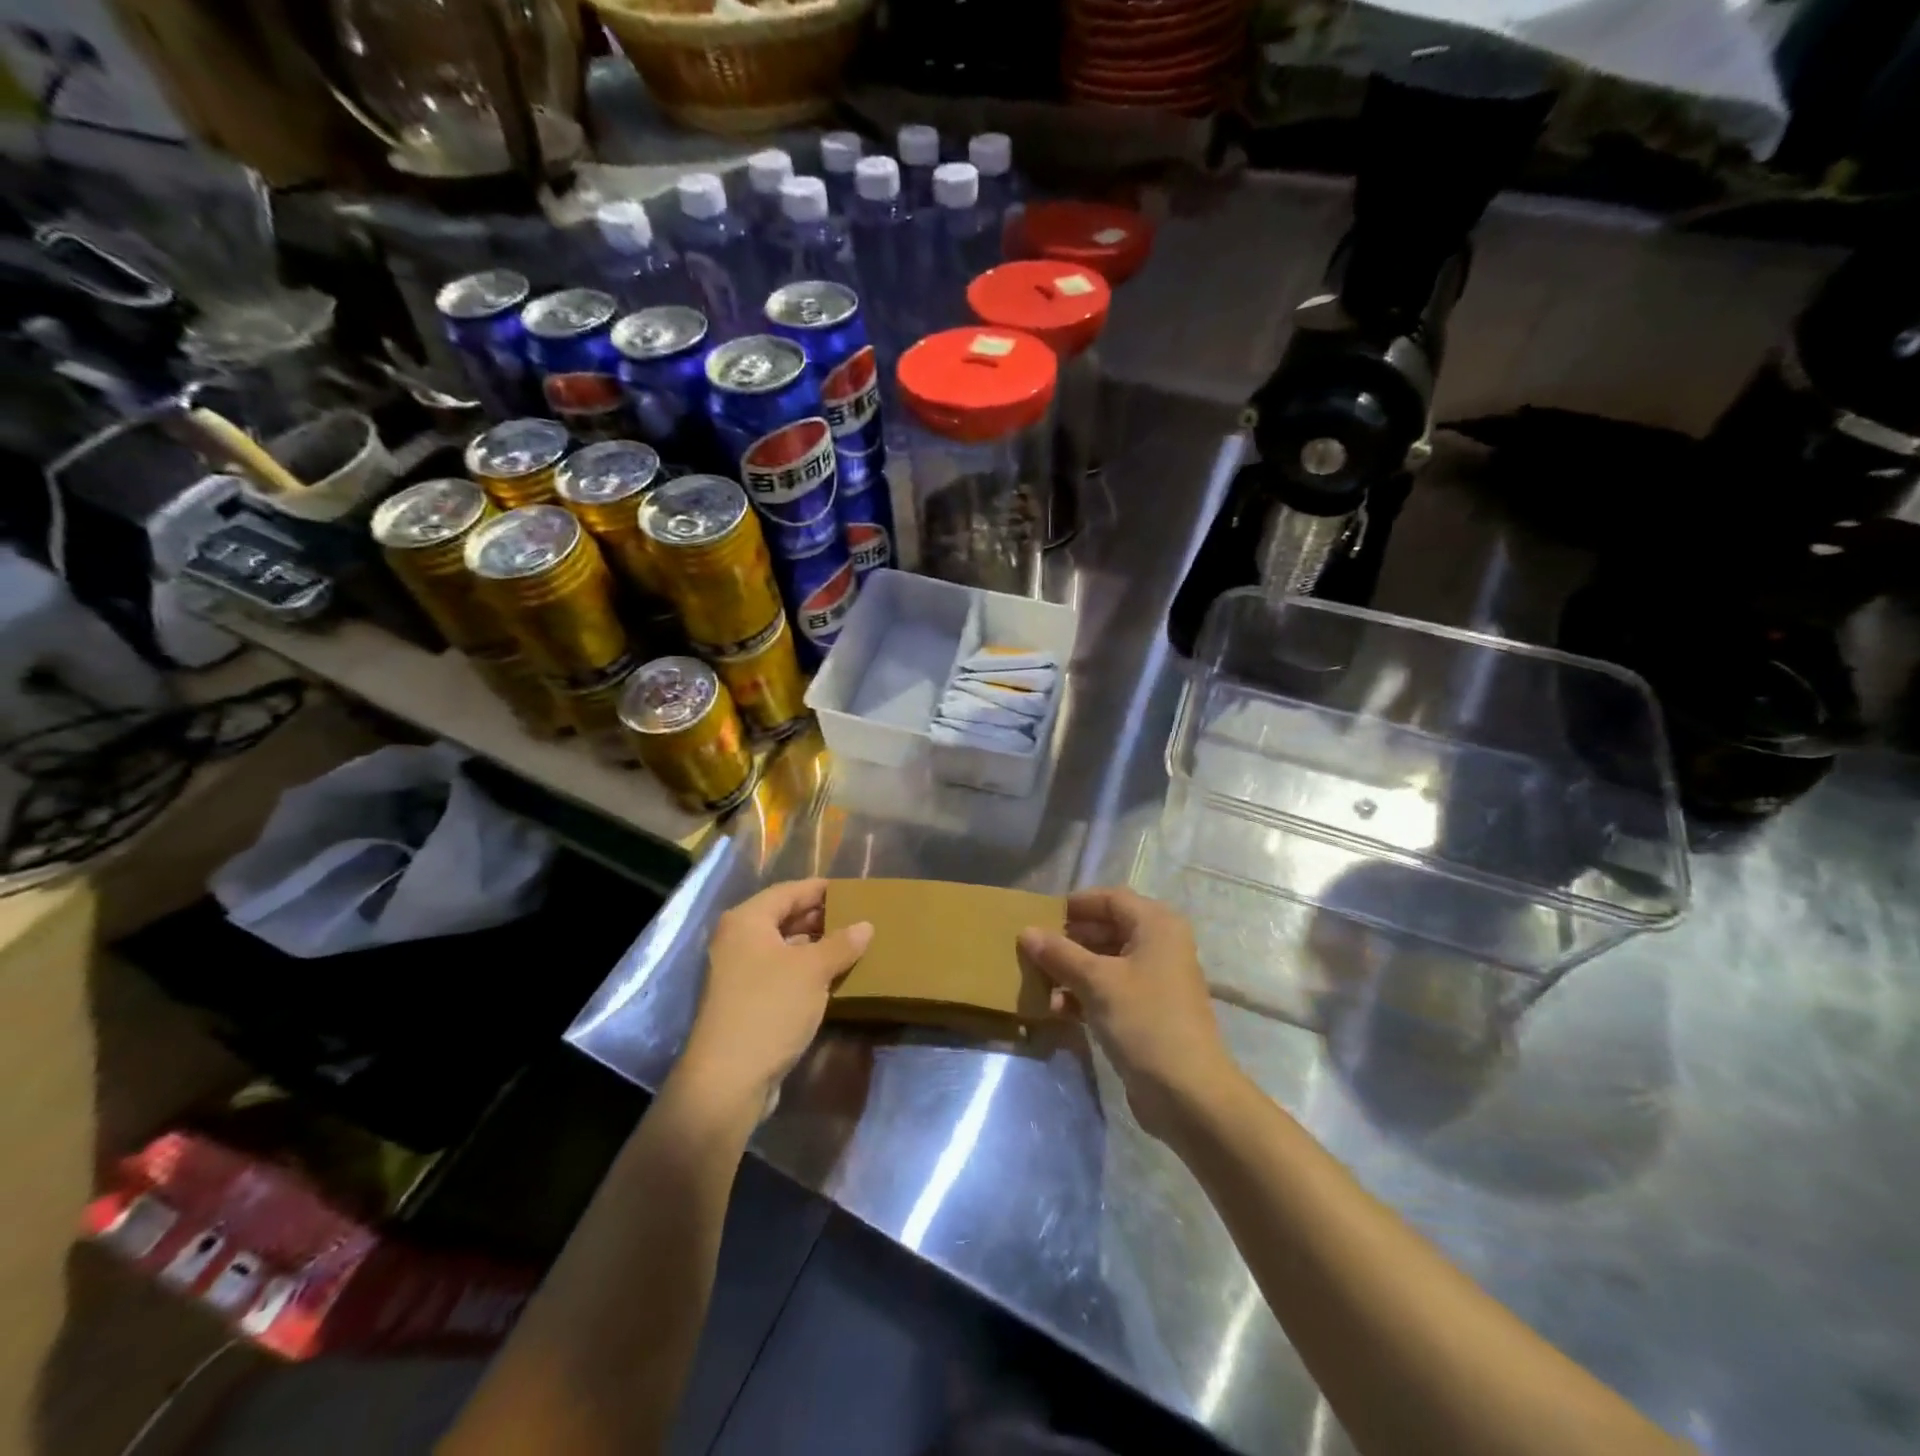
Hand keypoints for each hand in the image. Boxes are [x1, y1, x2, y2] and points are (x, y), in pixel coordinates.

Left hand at [679, 879, 872, 1110]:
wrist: (728, 1080)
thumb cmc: (769, 1008)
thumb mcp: (812, 971)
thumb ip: (841, 943)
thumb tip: (865, 925)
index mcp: (747, 921)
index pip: (789, 891)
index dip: (821, 889)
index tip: (854, 890)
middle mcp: (738, 941)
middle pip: (784, 918)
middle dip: (821, 918)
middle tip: (859, 918)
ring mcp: (739, 974)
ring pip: (784, 948)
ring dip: (816, 947)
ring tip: (854, 946)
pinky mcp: (746, 1003)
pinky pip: (782, 974)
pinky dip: (806, 971)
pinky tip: (834, 978)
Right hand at [1019, 887, 1238, 1138]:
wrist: (1188, 1093)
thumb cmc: (1144, 1021)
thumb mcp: (1096, 982)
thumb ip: (1060, 954)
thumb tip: (1026, 932)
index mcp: (1156, 925)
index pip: (1110, 898)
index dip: (1075, 904)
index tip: (1040, 916)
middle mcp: (1159, 945)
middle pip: (1107, 929)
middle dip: (1069, 940)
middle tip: (1033, 949)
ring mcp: (1155, 980)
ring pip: (1105, 962)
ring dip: (1072, 970)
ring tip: (1038, 981)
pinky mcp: (1148, 1012)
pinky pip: (1110, 990)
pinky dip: (1084, 994)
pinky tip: (1055, 1008)